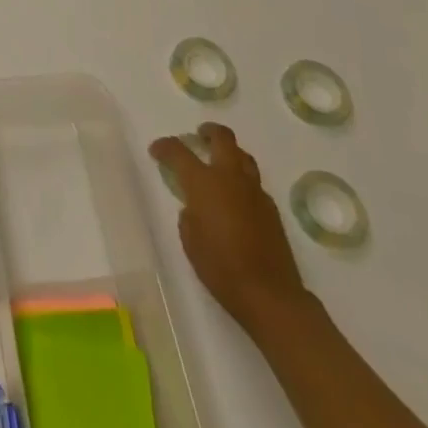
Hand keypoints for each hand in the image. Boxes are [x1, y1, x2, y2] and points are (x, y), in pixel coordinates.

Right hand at [150, 123, 308, 331]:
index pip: (178, 151)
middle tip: (198, 136)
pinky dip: (242, 181)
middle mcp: (230, 178)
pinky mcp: (272, 210)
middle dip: (208, 131)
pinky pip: (254, 183)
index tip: (156, 151)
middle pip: (223, 138)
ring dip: (230, 153)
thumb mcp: (190, 240)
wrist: (270, 296)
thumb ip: (189, 214)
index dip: (164, 147)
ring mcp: (255, 192)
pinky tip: (236, 199)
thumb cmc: (221, 268)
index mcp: (204, 182)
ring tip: (219, 163)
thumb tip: (195, 207)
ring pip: (243, 157)